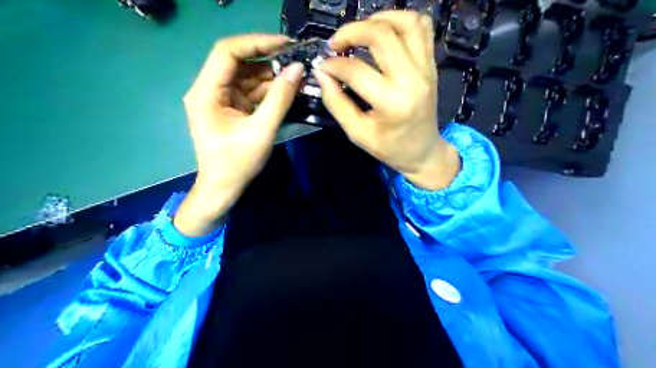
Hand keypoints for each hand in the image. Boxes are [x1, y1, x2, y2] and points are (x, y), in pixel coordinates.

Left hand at [173, 34, 303, 234]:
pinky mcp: (231, 108)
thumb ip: (280, 98)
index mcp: (206, 92)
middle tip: (296, 61)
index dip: (256, 43)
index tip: (285, 44)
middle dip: (268, 60)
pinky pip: (250, 92)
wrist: (223, 189)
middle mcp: (209, 90)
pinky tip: (287, 90)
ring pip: (247, 77)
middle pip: (238, 63)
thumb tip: (297, 69)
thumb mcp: (262, 130)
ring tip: (297, 76)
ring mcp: (220, 99)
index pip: (227, 52)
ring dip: (271, 76)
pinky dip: (268, 91)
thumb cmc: (237, 163)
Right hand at [314, 11, 456, 189]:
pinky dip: (401, 21)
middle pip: (381, 34)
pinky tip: (384, 32)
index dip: (333, 64)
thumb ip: (336, 102)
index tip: (322, 67)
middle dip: (350, 32)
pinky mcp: (432, 64)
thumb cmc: (389, 147)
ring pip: (405, 22)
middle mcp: (412, 79)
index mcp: (392, 103)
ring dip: (377, 20)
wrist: (423, 151)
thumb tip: (322, 73)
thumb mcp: (357, 133)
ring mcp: (426, 68)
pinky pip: (422, 27)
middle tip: (335, 44)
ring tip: (359, 33)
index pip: (356, 70)